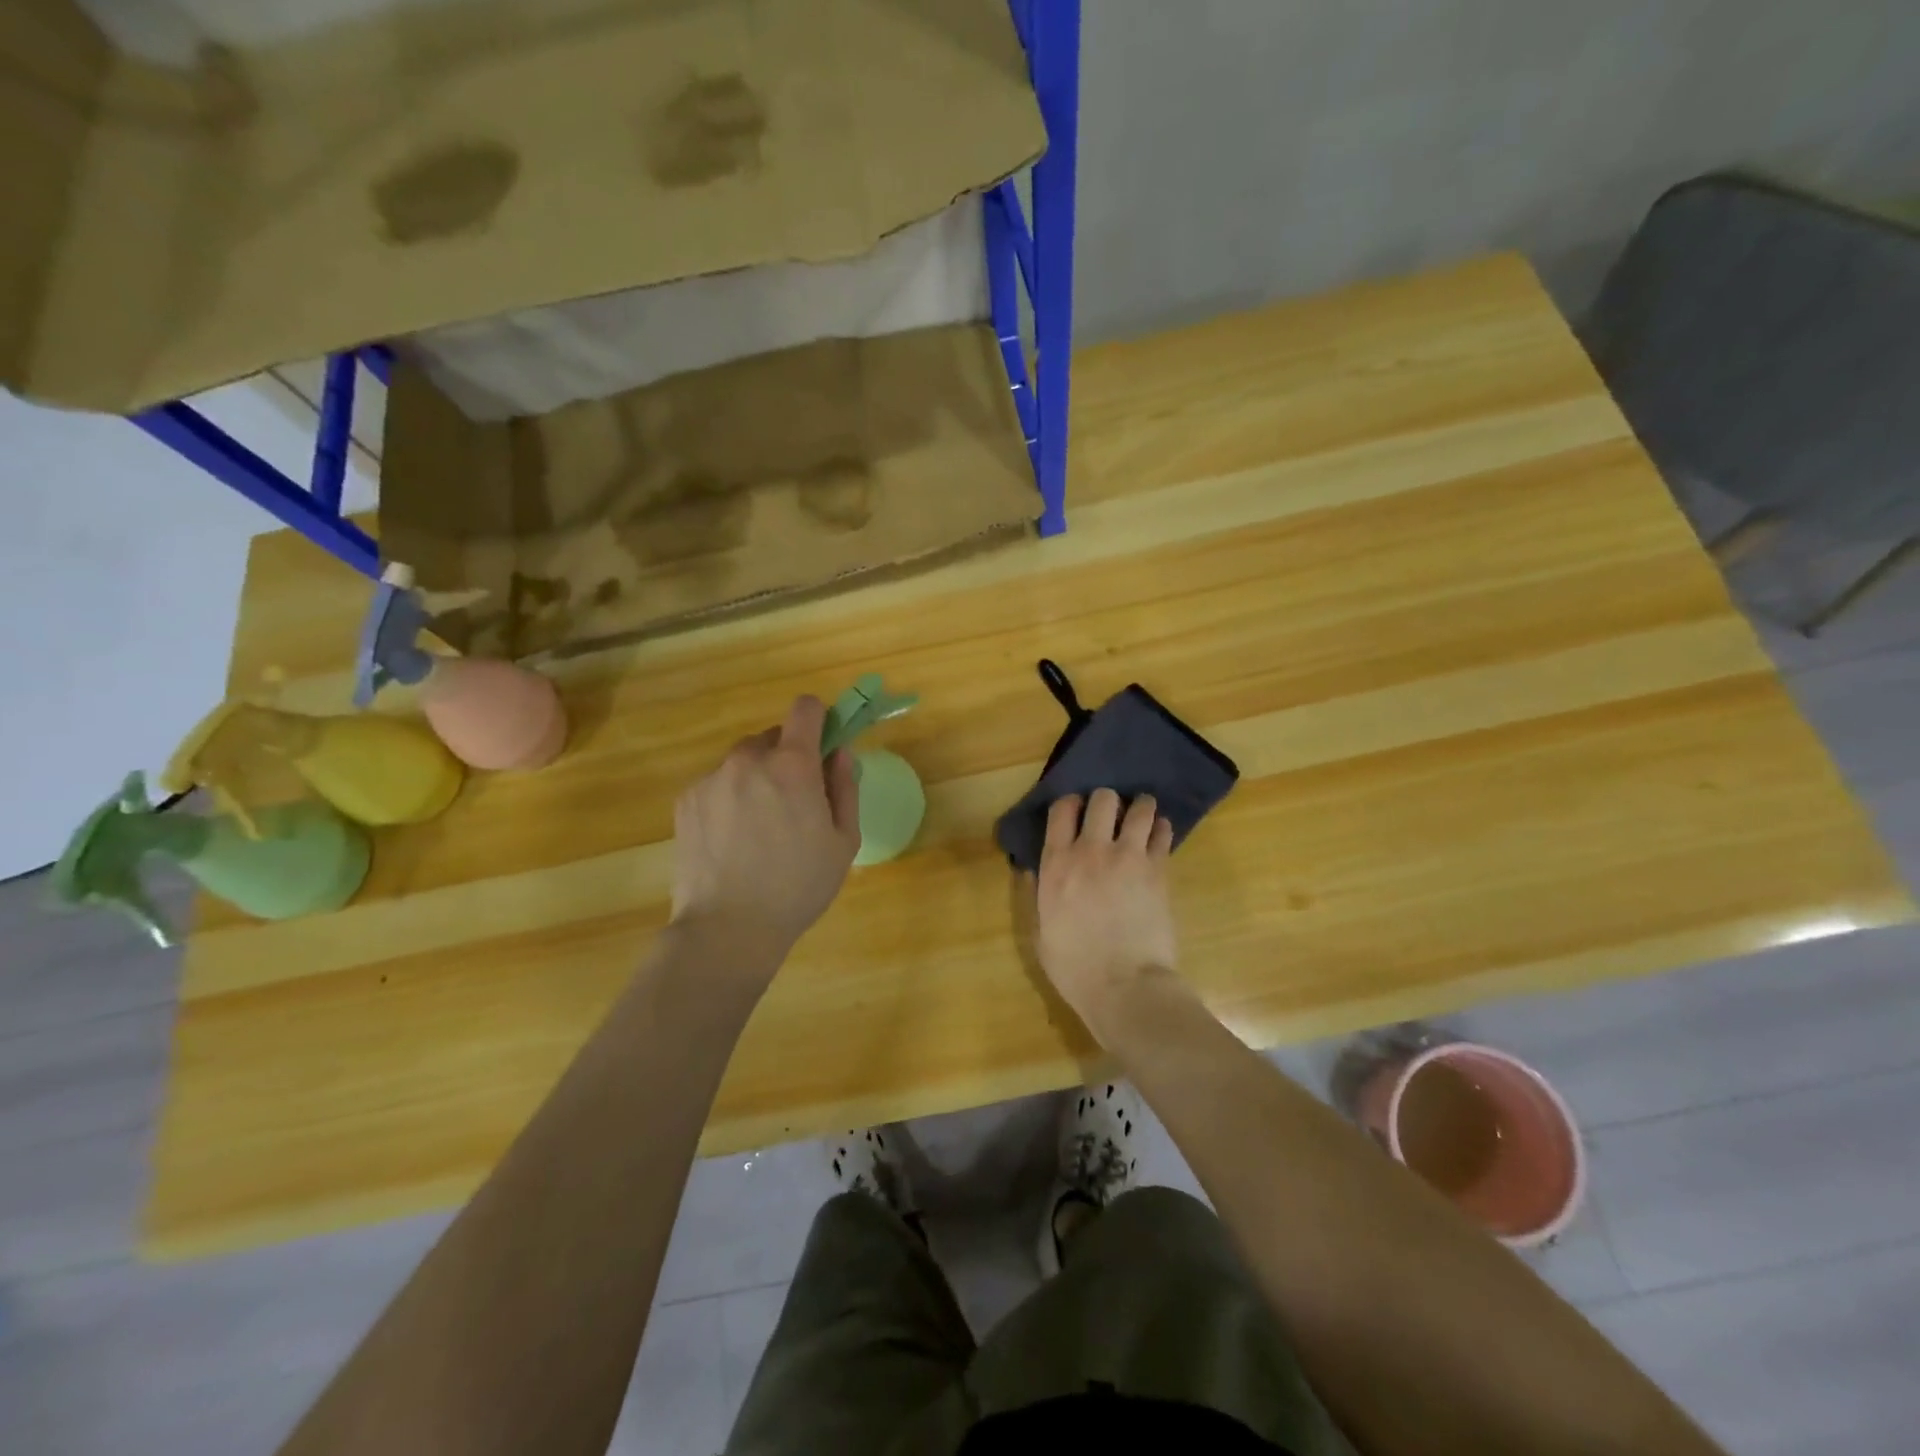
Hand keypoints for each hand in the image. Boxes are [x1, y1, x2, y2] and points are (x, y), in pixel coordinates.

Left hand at [671, 696, 860, 971]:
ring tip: (759, 829)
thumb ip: (845, 787)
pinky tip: (732, 841)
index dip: (819, 719)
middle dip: (787, 758)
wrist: (728, 928)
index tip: (824, 743)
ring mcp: (711, 779)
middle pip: (773, 738)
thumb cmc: (798, 886)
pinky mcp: (686, 800)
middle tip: (794, 802)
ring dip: (756, 778)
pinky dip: (729, 799)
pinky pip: (717, 785)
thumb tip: (839, 753)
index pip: (805, 709)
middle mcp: (748, 760)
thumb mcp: (844, 841)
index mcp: (792, 765)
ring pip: (743, 762)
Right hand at [1033, 789, 1178, 1031]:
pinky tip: (1159, 834)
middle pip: (1102, 799)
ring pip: (1139, 808)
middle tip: (1111, 814)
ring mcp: (1128, 857)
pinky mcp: (1158, 870)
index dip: (1070, 803)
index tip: (1076, 810)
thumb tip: (1036, 873)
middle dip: (1107, 800)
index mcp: (1056, 864)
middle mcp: (1091, 850)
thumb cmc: (1075, 967)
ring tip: (1142, 815)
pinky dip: (1160, 829)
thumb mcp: (1041, 933)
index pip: (1061, 810)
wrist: (1124, 985)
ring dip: (1140, 807)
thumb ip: (1040, 896)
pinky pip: (1162, 833)